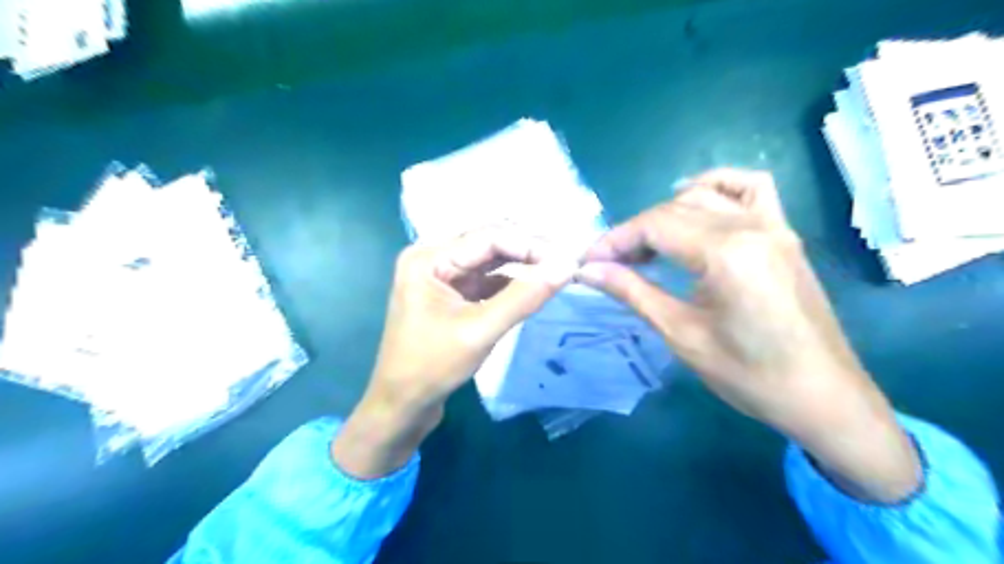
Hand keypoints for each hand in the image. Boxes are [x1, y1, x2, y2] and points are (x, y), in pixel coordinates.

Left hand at [333, 227, 572, 476]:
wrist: (402, 406)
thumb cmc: (432, 367)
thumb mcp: (480, 331)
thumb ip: (524, 297)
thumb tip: (566, 267)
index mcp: (428, 258)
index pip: (488, 237)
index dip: (530, 244)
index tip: (567, 258)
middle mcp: (433, 258)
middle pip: (489, 244)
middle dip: (528, 250)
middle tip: (567, 261)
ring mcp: (442, 276)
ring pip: (490, 261)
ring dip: (522, 265)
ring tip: (558, 269)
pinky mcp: (452, 294)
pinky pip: (487, 280)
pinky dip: (511, 282)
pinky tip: (535, 285)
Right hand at [581, 168, 914, 501]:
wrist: (823, 396)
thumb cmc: (749, 375)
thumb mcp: (681, 334)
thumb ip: (632, 292)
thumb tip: (587, 271)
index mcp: (726, 254)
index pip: (654, 226)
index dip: (615, 240)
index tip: (588, 262)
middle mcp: (750, 226)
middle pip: (674, 209)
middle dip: (634, 232)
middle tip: (609, 264)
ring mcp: (773, 225)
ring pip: (705, 195)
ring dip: (666, 213)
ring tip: (647, 245)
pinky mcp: (784, 233)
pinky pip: (750, 188)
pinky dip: (717, 187)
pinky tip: (697, 205)